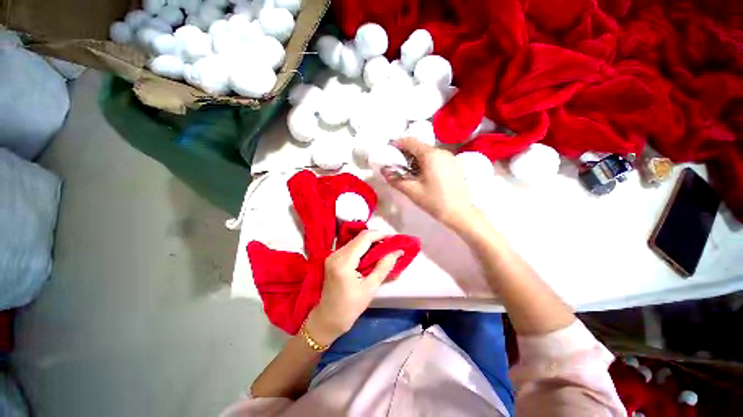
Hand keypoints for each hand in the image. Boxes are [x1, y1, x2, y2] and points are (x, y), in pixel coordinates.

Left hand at [308, 231, 403, 344]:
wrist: (328, 318)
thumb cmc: (350, 307)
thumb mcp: (370, 288)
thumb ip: (384, 267)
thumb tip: (397, 251)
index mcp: (344, 262)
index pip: (364, 238)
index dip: (380, 235)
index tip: (394, 238)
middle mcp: (336, 254)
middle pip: (359, 238)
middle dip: (377, 238)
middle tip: (391, 245)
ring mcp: (333, 255)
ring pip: (355, 241)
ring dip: (371, 243)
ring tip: (385, 249)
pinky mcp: (333, 258)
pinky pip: (351, 247)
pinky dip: (363, 248)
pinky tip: (372, 254)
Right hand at [384, 138, 478, 229]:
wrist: (460, 213)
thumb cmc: (435, 201)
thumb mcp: (412, 191)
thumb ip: (396, 179)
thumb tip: (383, 171)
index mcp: (430, 155)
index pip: (411, 141)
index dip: (398, 144)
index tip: (389, 152)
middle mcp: (441, 152)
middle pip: (420, 146)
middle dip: (406, 154)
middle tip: (397, 165)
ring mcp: (450, 158)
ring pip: (428, 153)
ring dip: (416, 159)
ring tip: (409, 172)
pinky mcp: (454, 165)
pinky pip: (437, 159)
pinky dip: (426, 163)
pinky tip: (423, 176)